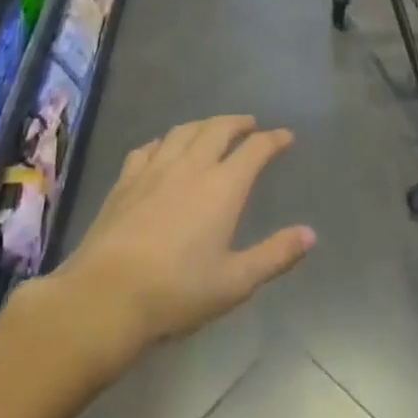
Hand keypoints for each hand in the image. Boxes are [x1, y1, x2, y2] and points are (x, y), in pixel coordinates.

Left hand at [42, 115, 314, 364]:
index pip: (255, 149)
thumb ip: (275, 254)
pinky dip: (165, 141)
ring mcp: (155, 169)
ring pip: (183, 131)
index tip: (285, 136)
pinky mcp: (126, 180)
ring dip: (204, 125)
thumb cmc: (178, 291)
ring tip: (212, 129)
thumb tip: (310, 234)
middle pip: (218, 129)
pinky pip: (149, 147)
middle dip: (238, 123)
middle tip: (250, 125)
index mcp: (223, 187)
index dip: (274, 139)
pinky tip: (163, 149)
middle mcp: (191, 166)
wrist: (107, 295)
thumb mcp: (235, 282)